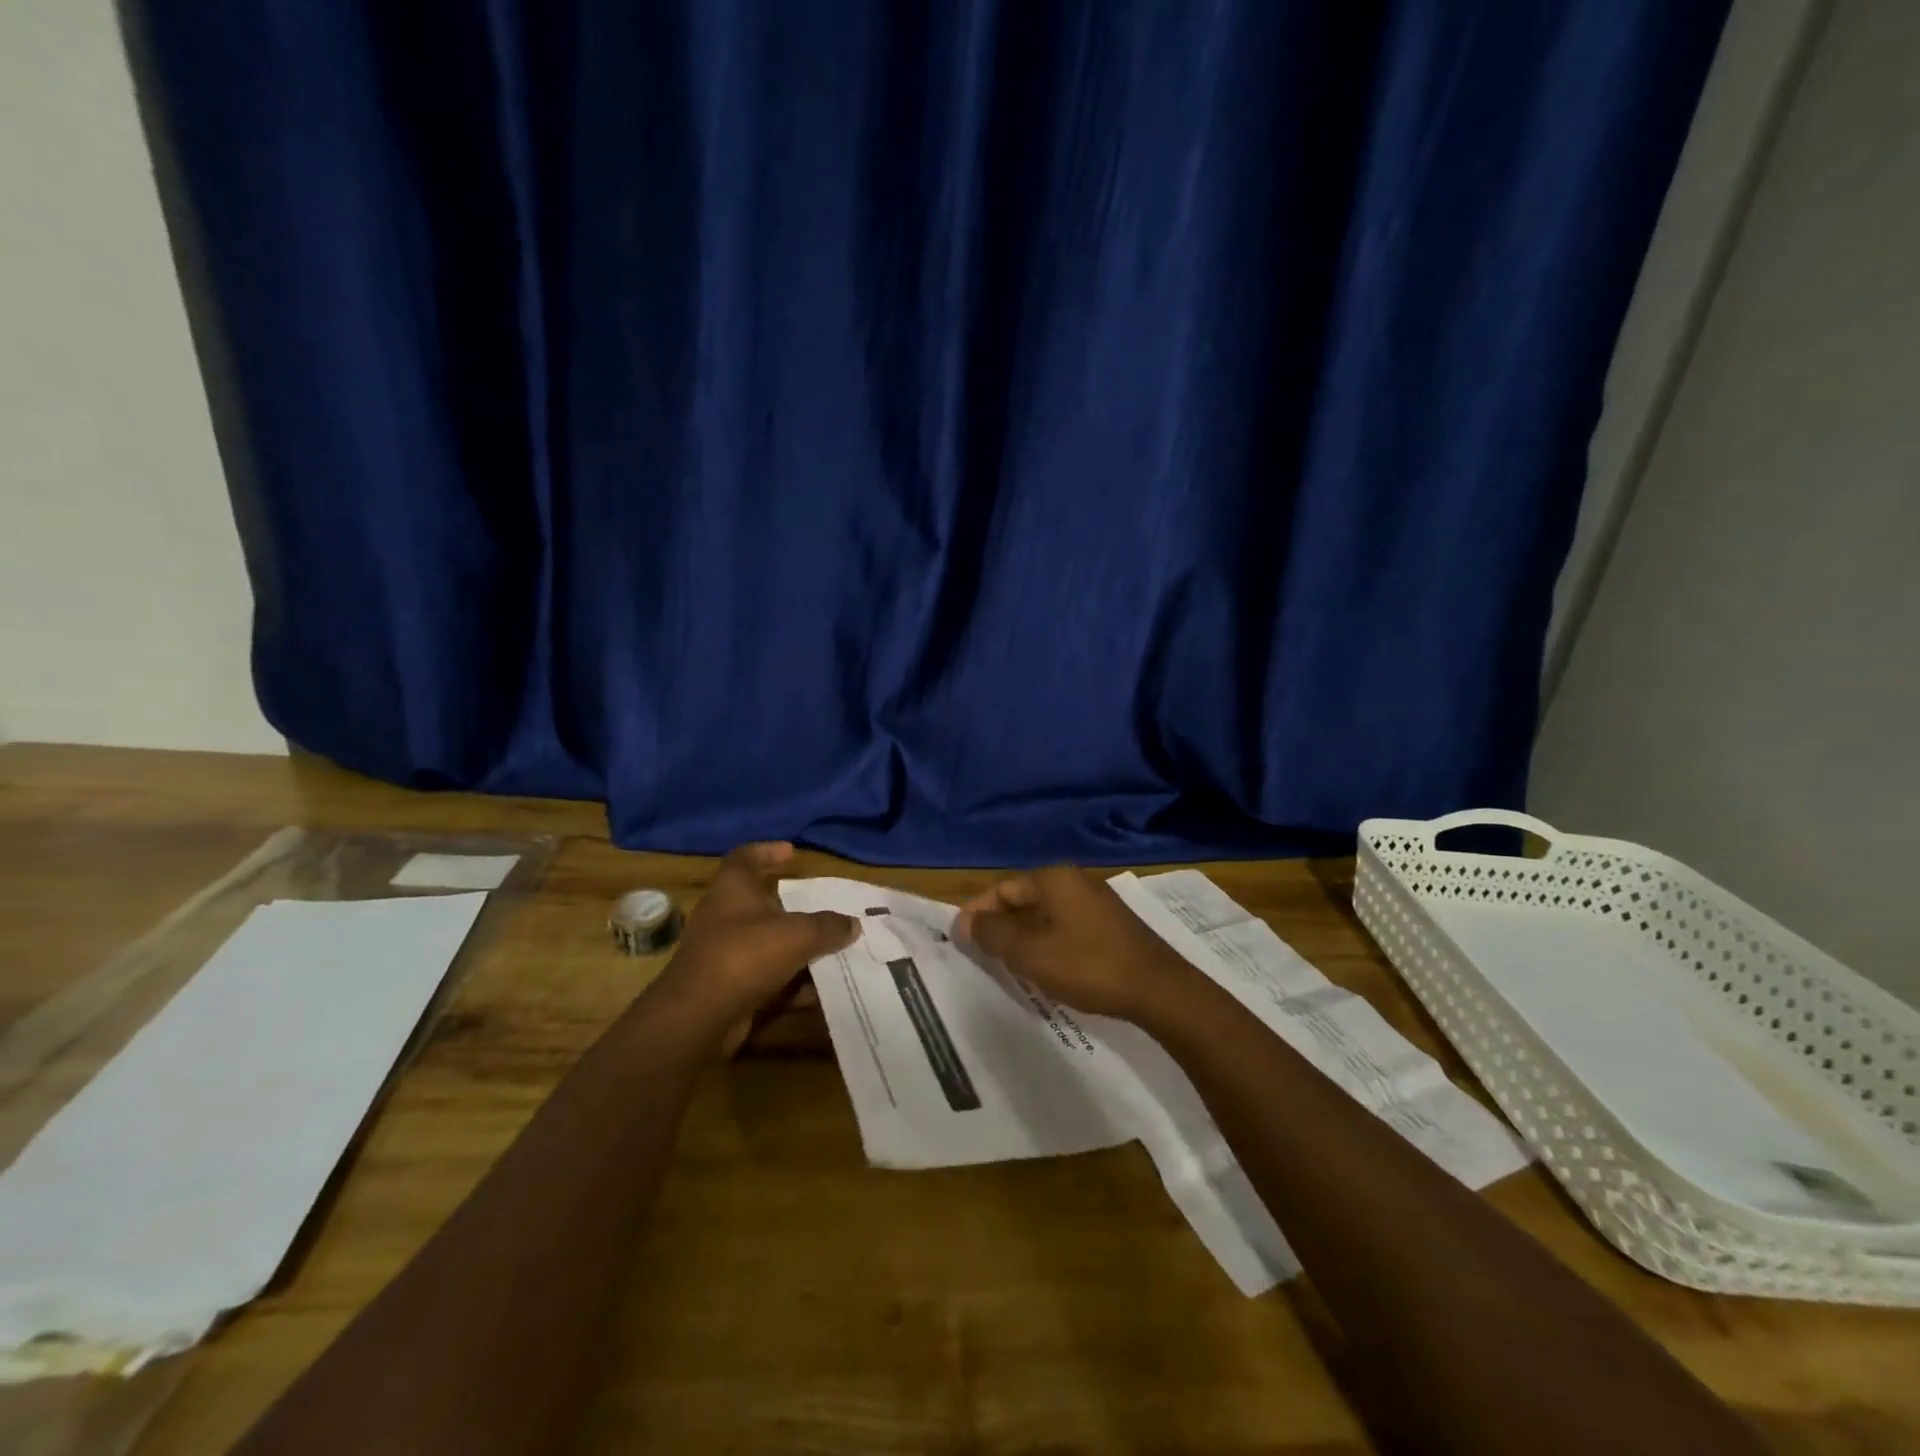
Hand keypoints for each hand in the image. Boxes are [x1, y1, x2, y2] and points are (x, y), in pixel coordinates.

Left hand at [661, 843, 857, 1029]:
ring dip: (799, 950)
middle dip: (795, 910)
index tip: (792, 852)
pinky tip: (822, 993)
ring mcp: (724, 955)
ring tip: (835, 951)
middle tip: (826, 909)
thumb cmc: (745, 955)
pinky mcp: (729, 989)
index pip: (745, 858)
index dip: (767, 851)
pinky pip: (768, 979)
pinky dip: (793, 984)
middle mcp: (724, 918)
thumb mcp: (797, 934)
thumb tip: (852, 924)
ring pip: (768, 945)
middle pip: (762, 905)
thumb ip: (828, 926)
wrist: (698, 1018)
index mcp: (732, 890)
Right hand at [954, 865, 1195, 1021]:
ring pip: (1044, 914)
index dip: (977, 913)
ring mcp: (1095, 901)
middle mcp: (1073, 881)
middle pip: (1023, 898)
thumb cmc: (1088, 965)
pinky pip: (1065, 925)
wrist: (1158, 988)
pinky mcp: (1109, 924)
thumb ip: (993, 934)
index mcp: (1052, 879)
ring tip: (1008, 965)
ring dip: (1022, 936)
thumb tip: (968, 922)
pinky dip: (1047, 941)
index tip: (959, 941)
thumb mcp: (1030, 953)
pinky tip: (1045, 967)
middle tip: (981, 957)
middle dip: (999, 925)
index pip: (1001, 889)